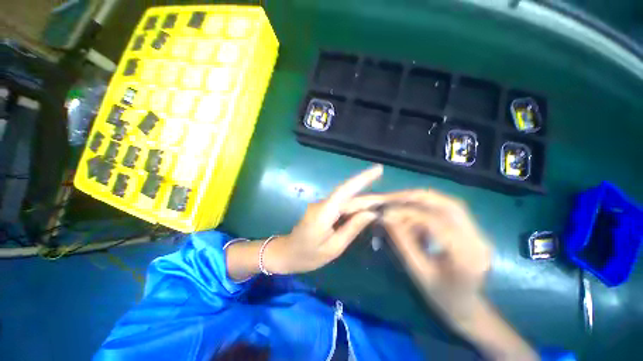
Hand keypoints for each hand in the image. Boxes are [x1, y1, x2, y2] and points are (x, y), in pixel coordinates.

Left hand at [264, 165, 382, 274]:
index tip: (378, 170)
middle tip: (394, 199)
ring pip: (349, 201)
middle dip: (372, 197)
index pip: (345, 190)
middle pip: (351, 197)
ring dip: (367, 203)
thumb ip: (351, 228)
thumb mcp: (333, 248)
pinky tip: (369, 212)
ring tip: (387, 206)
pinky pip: (344, 207)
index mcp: (324, 212)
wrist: (287, 254)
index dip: (362, 179)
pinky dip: (357, 209)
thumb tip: (370, 213)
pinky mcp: (325, 210)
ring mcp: (324, 206)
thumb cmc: (307, 255)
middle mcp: (324, 204)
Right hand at [346, 190, 537, 360]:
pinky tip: (414, 212)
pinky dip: (428, 205)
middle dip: (415, 198)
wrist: (467, 307)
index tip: (386, 212)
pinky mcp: (472, 229)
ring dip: (421, 199)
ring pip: (449, 203)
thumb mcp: (418, 271)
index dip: (407, 213)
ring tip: (399, 201)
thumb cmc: (441, 297)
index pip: (436, 223)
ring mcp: (478, 233)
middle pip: (448, 205)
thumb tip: (386, 218)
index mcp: (467, 257)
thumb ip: (402, 242)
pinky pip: (448, 209)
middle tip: (392, 199)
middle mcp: (478, 240)